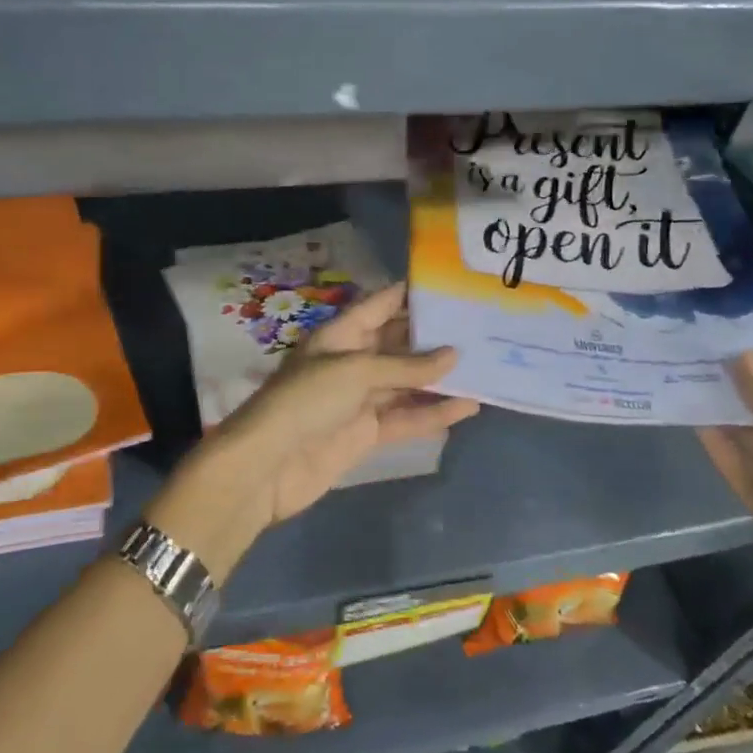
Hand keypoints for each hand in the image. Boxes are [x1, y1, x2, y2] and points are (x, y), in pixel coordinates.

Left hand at [145, 285, 479, 581]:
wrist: (268, 465)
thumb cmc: (306, 401)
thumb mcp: (356, 372)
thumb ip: (406, 366)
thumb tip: (454, 355)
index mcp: (340, 335)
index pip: (380, 306)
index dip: (411, 295)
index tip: (451, 287)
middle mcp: (351, 361)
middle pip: (398, 344)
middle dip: (434, 338)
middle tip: (481, 329)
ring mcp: (359, 399)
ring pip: (407, 383)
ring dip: (440, 378)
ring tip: (485, 367)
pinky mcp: (366, 433)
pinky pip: (405, 418)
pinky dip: (433, 413)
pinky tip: (468, 406)